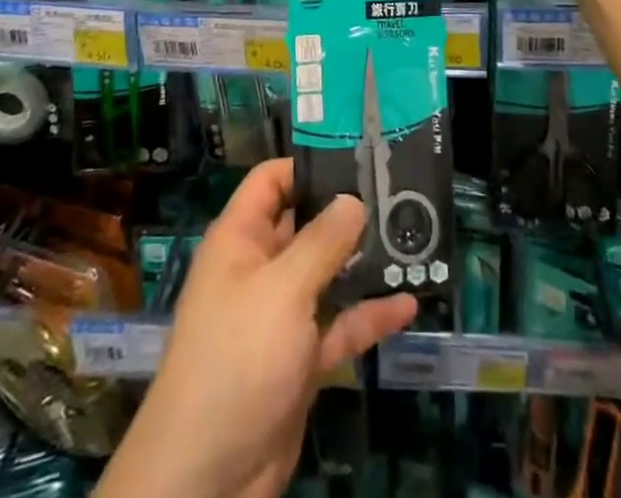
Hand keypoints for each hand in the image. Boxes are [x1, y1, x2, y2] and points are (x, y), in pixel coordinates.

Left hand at [97, 160, 416, 497]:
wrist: (207, 476)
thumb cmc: (238, 358)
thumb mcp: (282, 290)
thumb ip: (322, 242)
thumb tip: (353, 197)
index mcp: (241, 239)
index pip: (271, 181)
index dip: (308, 164)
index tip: (357, 156)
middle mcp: (260, 268)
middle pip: (306, 224)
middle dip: (347, 211)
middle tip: (399, 193)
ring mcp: (281, 315)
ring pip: (327, 275)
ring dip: (364, 262)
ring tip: (412, 238)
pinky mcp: (300, 359)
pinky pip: (339, 325)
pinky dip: (369, 315)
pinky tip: (408, 304)